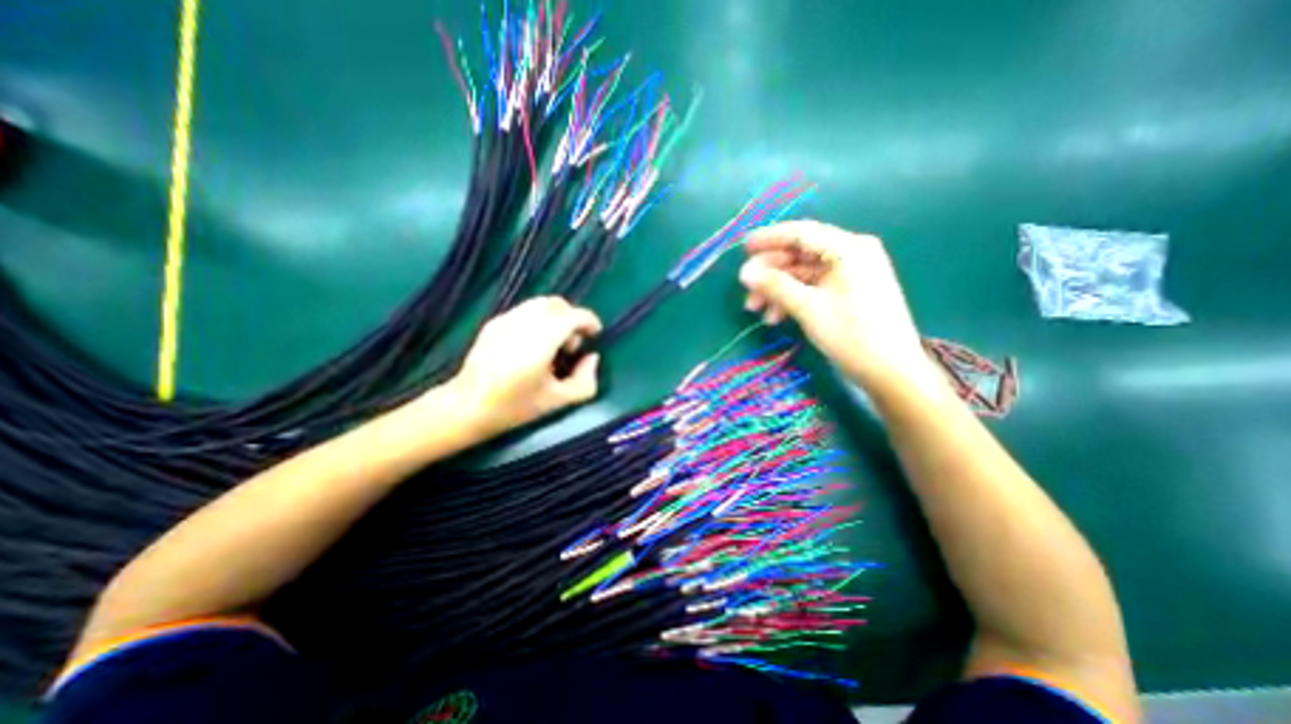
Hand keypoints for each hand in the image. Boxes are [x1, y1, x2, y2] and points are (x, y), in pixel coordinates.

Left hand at [444, 295, 605, 434]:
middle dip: (573, 318)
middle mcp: (522, 324)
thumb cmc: (514, 407)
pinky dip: (539, 319)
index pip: (571, 316)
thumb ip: (585, 381)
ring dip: (556, 317)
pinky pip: (525, 310)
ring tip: (553, 343)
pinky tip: (534, 343)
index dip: (589, 320)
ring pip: (540, 303)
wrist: (467, 406)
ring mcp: (505, 320)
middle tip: (572, 344)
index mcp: (539, 343)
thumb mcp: (558, 401)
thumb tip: (592, 357)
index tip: (595, 334)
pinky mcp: (494, 322)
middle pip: (557, 304)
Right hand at [743, 216, 943, 394]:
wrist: (891, 372)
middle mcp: (851, 252)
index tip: (742, 248)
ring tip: (756, 309)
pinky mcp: (847, 290)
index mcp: (849, 248)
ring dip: (777, 288)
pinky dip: (792, 297)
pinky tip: (775, 316)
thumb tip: (744, 272)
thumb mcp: (809, 308)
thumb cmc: (852, 336)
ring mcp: (850, 272)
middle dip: (770, 272)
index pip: (801, 233)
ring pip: (802, 272)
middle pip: (800, 253)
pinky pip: (812, 286)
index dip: (769, 238)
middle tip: (746, 289)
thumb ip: (775, 285)